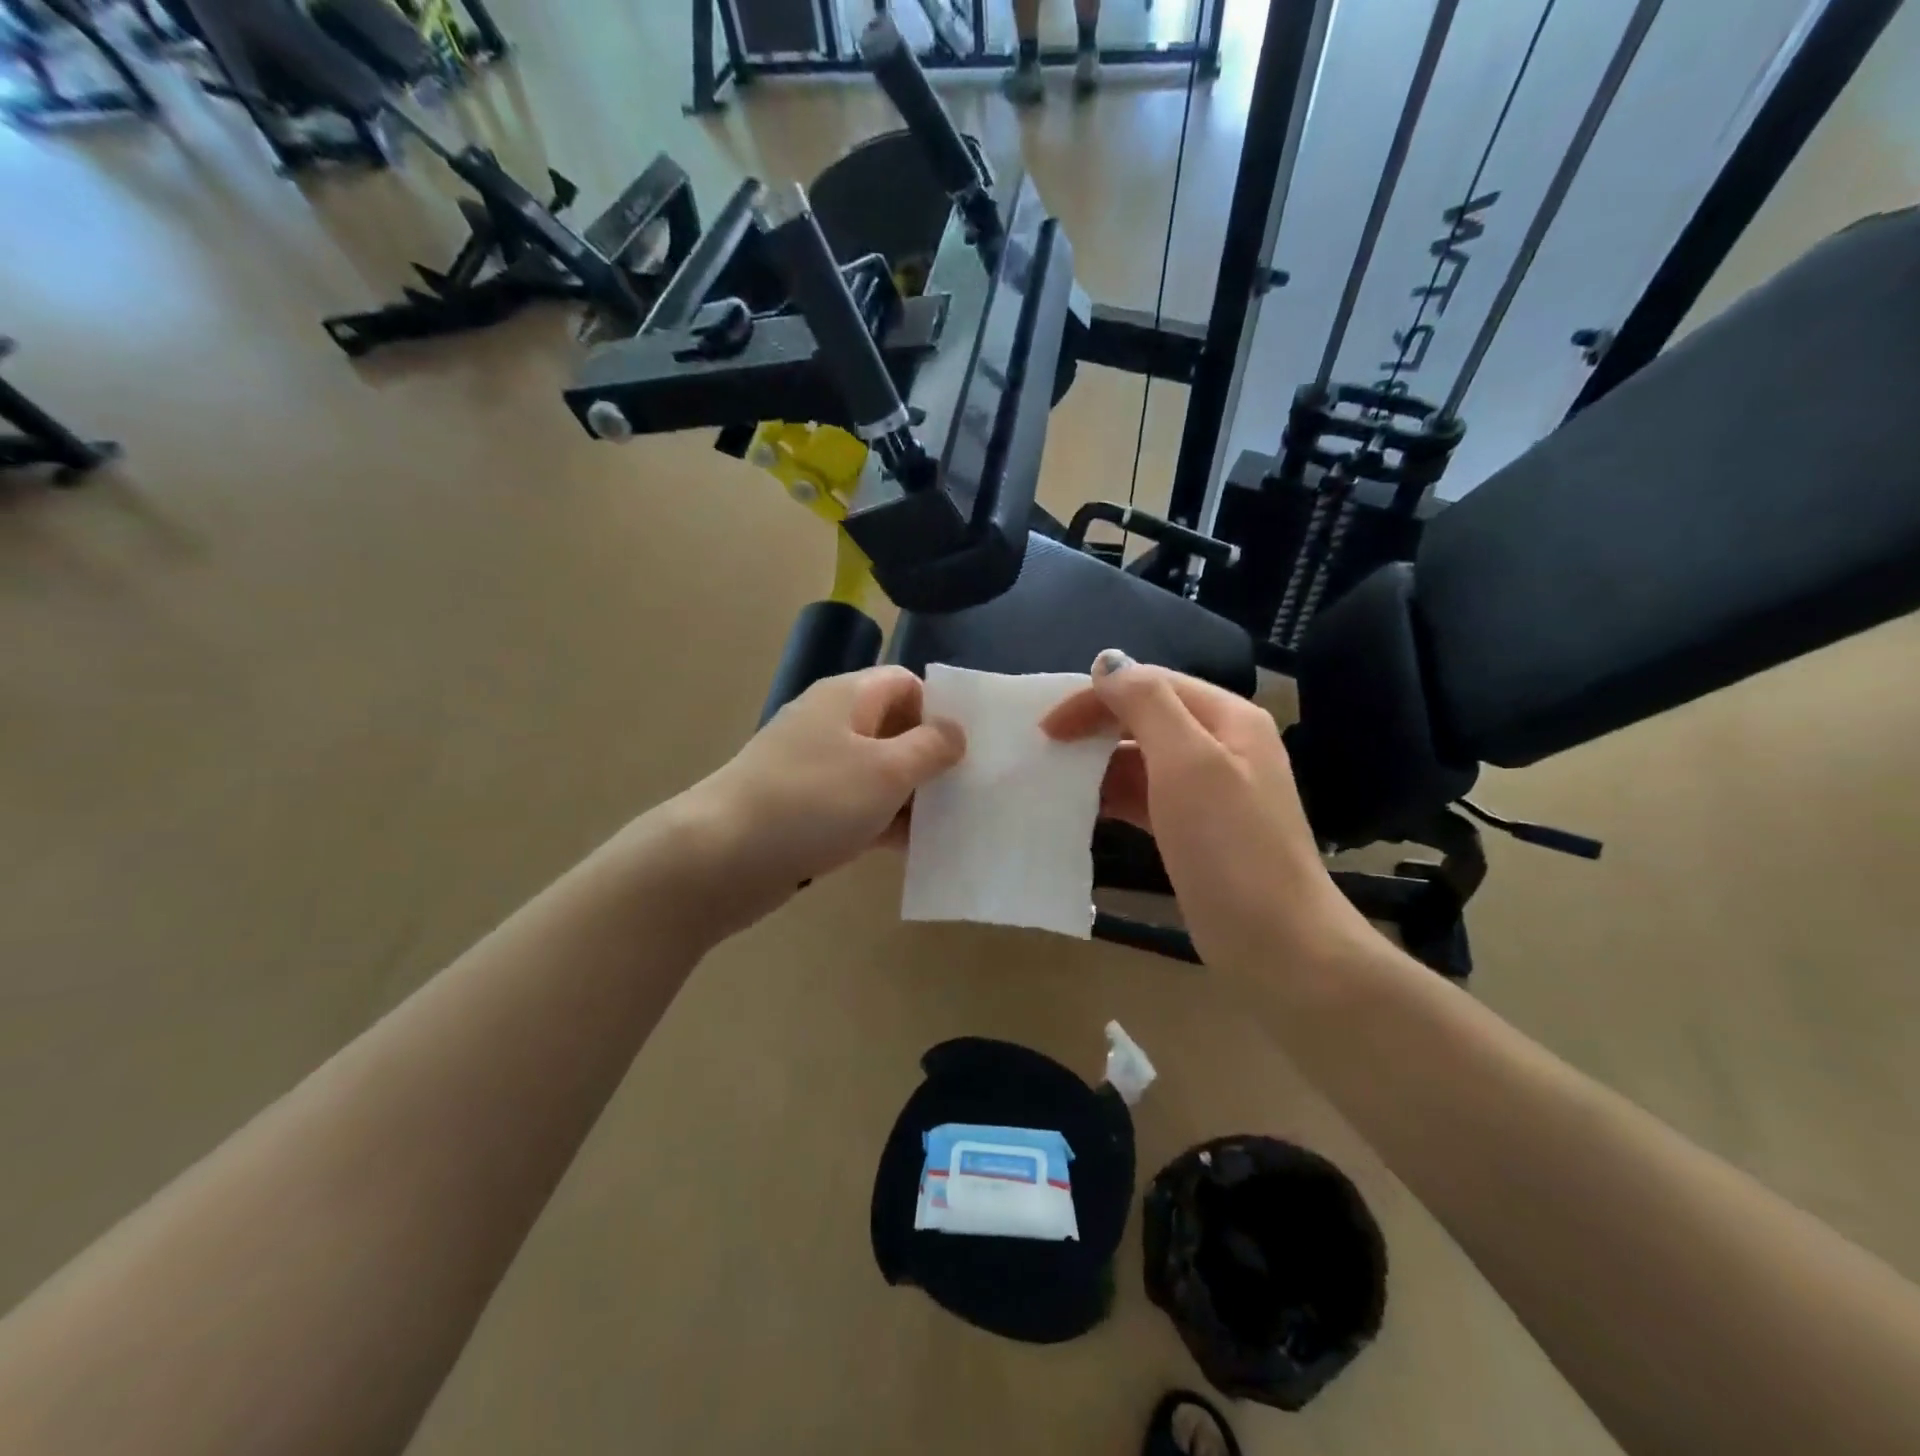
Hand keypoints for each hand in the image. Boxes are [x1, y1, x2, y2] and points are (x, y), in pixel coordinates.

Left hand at [679, 666, 964, 929]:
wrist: (721, 857)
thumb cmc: (813, 801)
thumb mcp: (886, 771)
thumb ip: (930, 748)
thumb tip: (955, 730)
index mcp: (848, 697)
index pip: (906, 683)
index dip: (939, 710)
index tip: (968, 750)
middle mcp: (830, 724)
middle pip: (894, 729)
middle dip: (931, 758)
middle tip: (969, 792)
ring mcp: (815, 769)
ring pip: (877, 773)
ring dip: (911, 796)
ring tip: (951, 825)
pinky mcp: (805, 810)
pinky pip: (856, 806)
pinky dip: (883, 822)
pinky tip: (912, 849)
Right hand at [1043, 650, 1369, 970]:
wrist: (1278, 945)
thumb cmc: (1230, 847)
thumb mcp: (1188, 763)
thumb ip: (1148, 703)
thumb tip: (1107, 662)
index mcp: (1227, 718)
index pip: (1151, 683)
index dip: (1096, 696)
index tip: (1047, 728)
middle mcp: (1221, 745)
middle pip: (1147, 715)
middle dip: (1096, 725)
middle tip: (1046, 749)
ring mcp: (1210, 790)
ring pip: (1143, 757)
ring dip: (1101, 761)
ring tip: (1057, 778)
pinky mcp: (1196, 828)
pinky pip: (1147, 795)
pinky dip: (1115, 794)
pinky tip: (1084, 807)